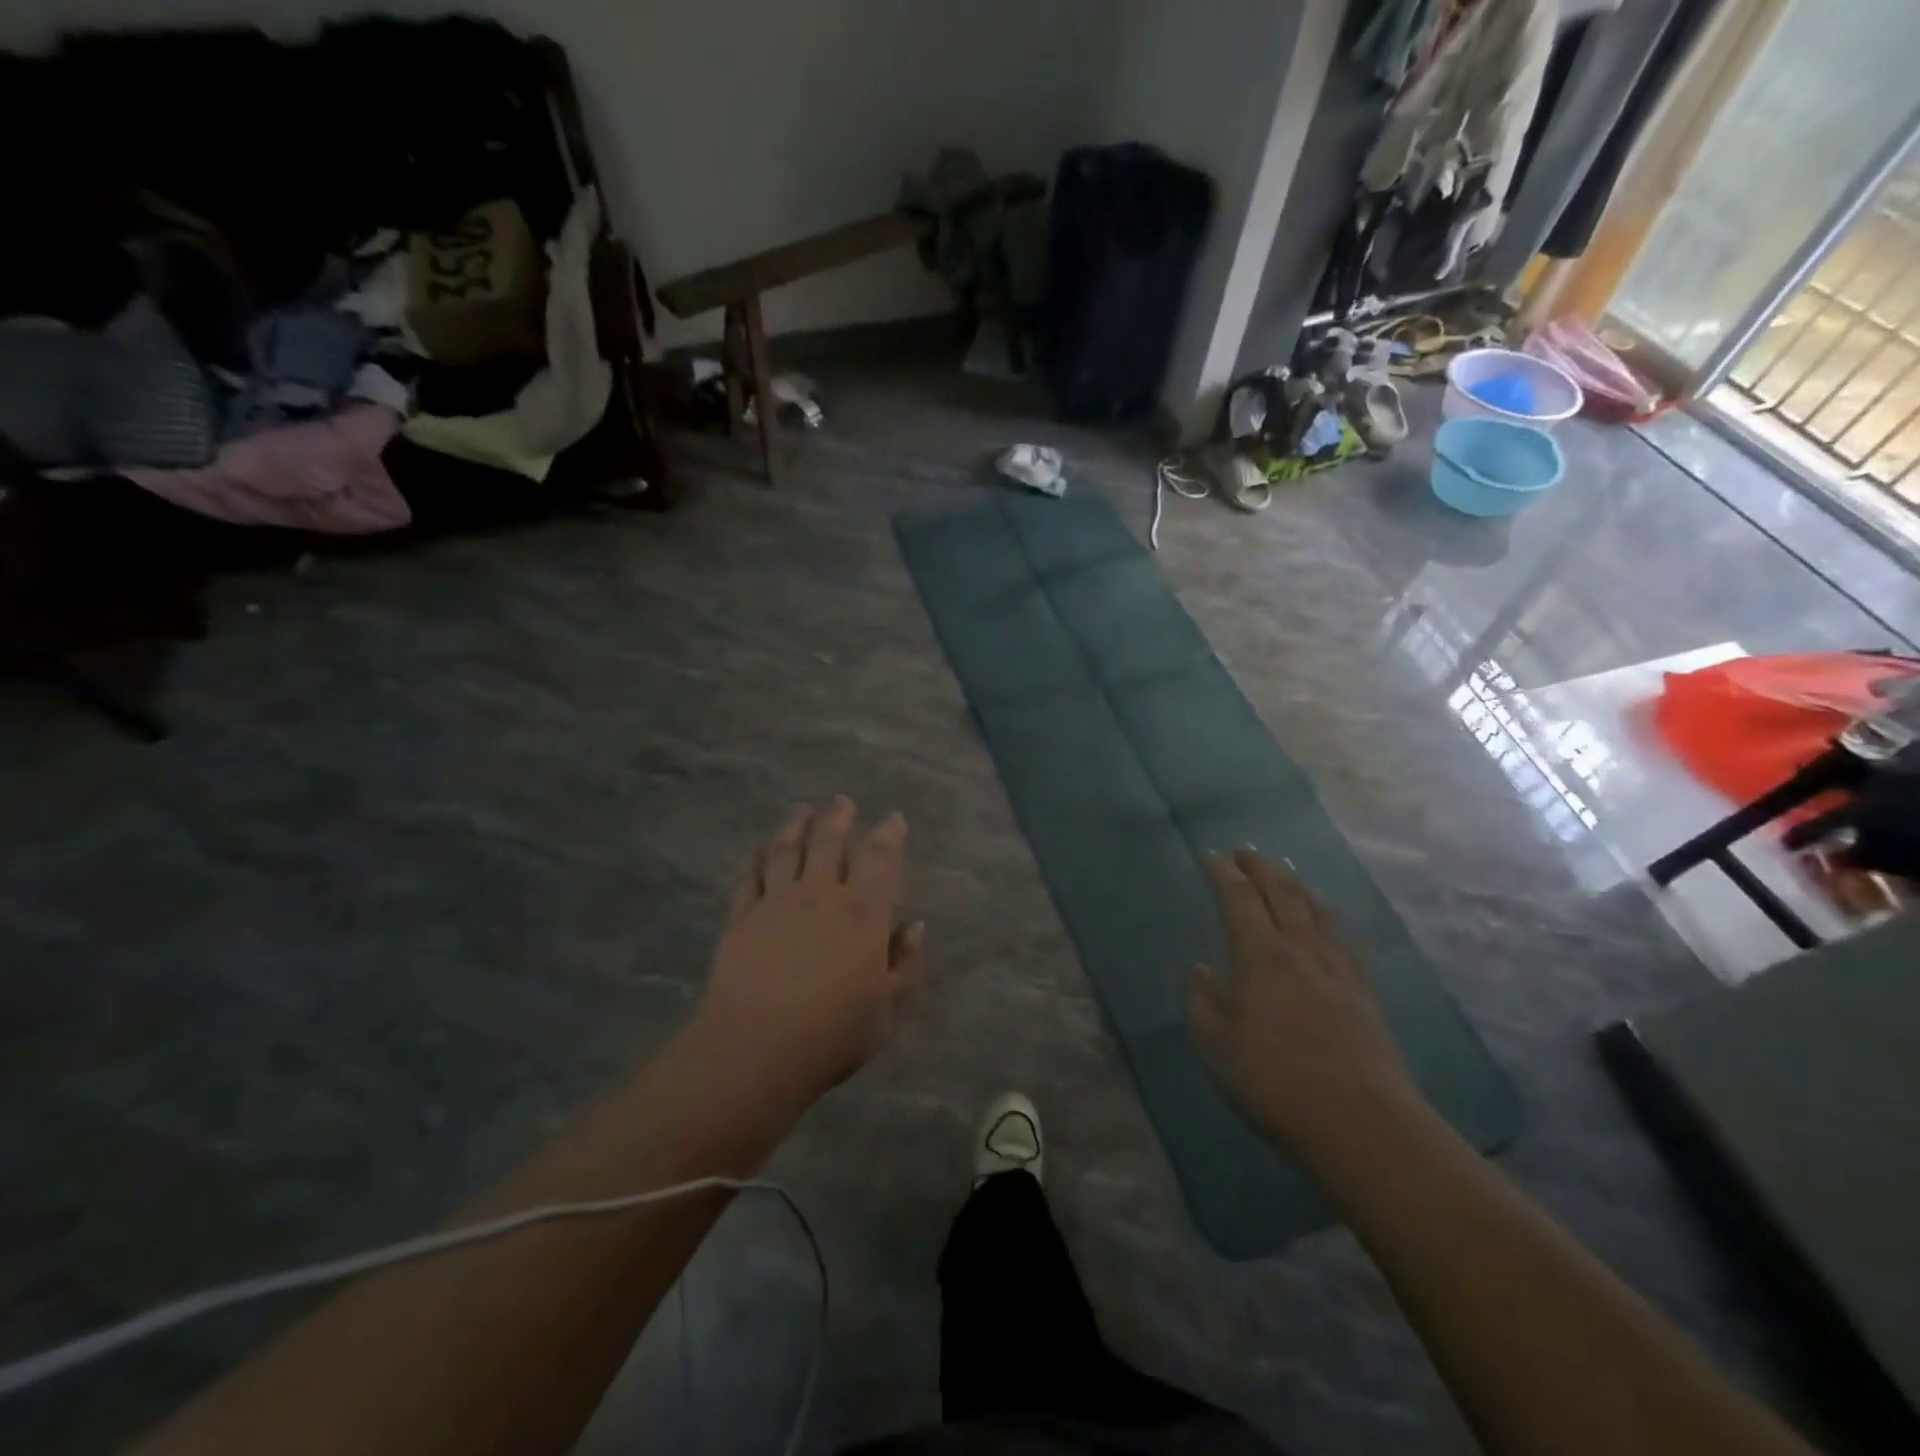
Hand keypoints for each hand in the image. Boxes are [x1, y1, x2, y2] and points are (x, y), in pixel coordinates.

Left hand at [691, 797, 925, 1108]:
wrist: (754, 1050)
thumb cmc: (832, 1034)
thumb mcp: (887, 1011)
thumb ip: (905, 965)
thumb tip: (914, 926)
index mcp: (862, 913)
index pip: (880, 859)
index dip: (889, 834)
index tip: (894, 818)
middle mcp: (820, 895)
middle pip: (829, 842)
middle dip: (838, 817)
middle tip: (842, 801)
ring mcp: (776, 902)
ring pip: (787, 850)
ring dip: (796, 825)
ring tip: (802, 810)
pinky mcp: (741, 917)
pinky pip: (751, 877)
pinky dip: (758, 859)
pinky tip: (760, 850)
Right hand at [1186, 849, 1422, 1162]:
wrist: (1363, 1123)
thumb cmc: (1277, 1083)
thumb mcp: (1217, 1047)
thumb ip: (1202, 1002)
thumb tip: (1199, 969)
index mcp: (1261, 957)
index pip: (1239, 898)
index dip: (1223, 873)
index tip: (1210, 857)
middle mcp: (1301, 949)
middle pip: (1283, 892)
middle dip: (1261, 867)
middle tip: (1244, 852)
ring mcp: (1338, 968)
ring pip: (1317, 908)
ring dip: (1296, 883)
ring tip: (1284, 873)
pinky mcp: (1364, 990)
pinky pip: (1342, 935)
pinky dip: (1327, 914)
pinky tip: (1326, 919)